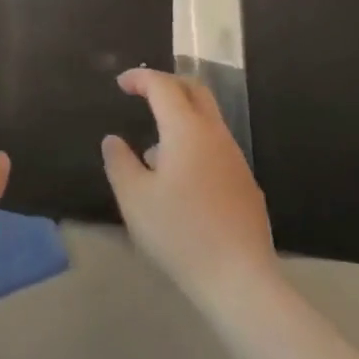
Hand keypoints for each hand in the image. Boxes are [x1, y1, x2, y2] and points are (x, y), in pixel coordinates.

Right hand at [101, 69, 275, 301]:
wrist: (239, 279)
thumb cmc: (180, 233)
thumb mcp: (134, 198)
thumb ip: (119, 162)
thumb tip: (113, 140)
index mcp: (186, 129)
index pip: (163, 86)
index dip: (140, 78)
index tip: (121, 84)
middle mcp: (215, 135)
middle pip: (195, 91)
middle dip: (168, 84)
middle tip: (143, 93)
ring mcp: (235, 159)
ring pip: (207, 120)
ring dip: (180, 119)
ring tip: (153, 153)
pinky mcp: (245, 184)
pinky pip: (216, 147)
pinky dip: (194, 144)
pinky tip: (179, 182)